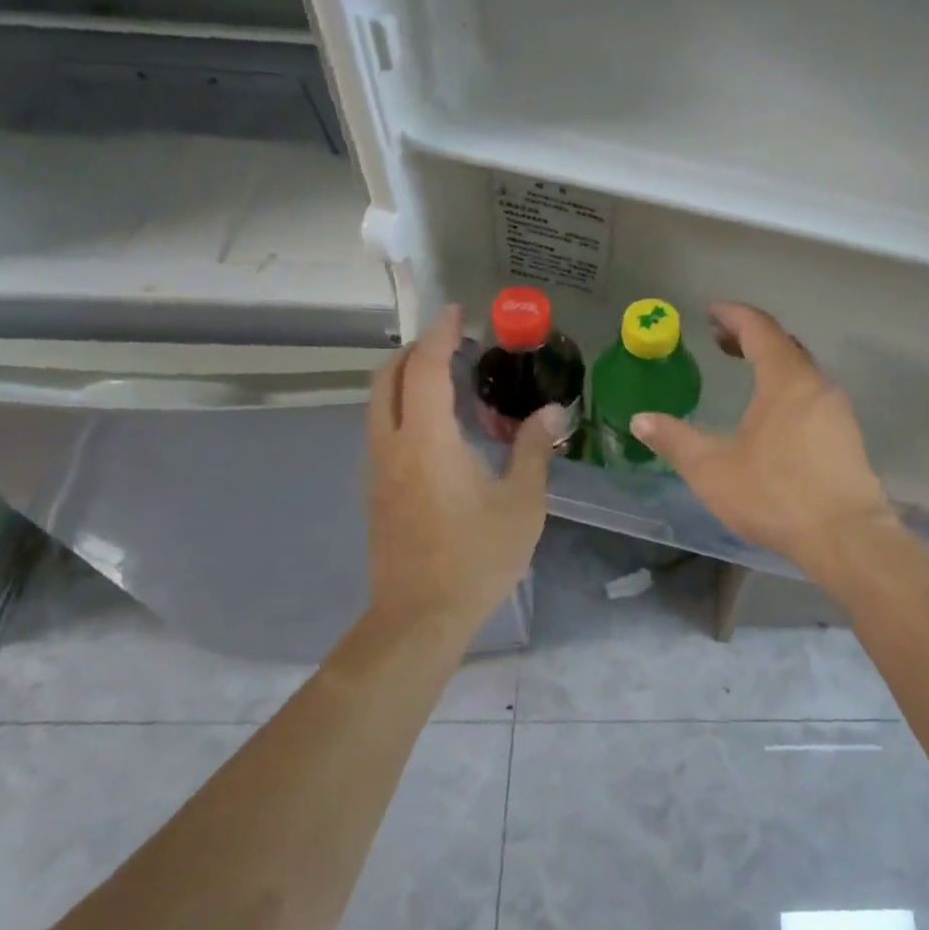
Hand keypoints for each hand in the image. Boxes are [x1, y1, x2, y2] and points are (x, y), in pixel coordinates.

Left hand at [367, 305, 559, 631]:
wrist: (419, 617)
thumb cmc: (477, 557)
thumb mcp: (522, 503)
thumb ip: (535, 450)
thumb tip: (552, 411)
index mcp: (427, 441)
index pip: (423, 368)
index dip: (439, 333)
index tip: (458, 312)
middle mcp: (392, 445)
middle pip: (386, 377)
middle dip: (414, 349)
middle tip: (451, 342)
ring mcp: (377, 469)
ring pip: (378, 404)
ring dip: (404, 379)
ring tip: (447, 380)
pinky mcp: (376, 491)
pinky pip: (382, 430)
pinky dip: (402, 408)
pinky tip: (438, 429)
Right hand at [631, 303, 894, 572]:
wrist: (846, 538)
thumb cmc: (775, 496)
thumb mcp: (712, 470)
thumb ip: (675, 440)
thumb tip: (640, 420)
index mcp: (785, 380)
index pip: (759, 328)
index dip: (733, 315)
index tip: (711, 311)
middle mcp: (817, 384)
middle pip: (783, 345)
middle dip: (750, 337)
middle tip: (719, 342)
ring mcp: (837, 410)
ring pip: (801, 371)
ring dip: (771, 364)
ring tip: (744, 375)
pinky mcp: (847, 436)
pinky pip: (813, 396)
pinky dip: (787, 388)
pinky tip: (773, 417)